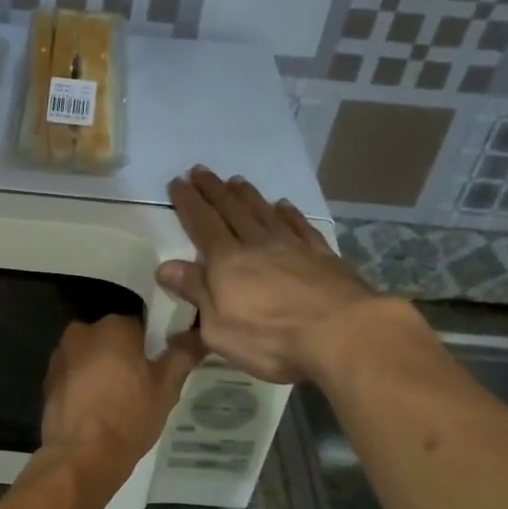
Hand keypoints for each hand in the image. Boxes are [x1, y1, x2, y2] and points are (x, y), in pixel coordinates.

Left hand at [40, 315, 202, 475]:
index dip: (154, 346)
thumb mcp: (167, 387)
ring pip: (92, 357)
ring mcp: (60, 356)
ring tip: (120, 402)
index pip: (141, 325)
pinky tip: (98, 411)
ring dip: (104, 371)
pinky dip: (86, 387)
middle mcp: (82, 331)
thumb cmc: (129, 416)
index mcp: (113, 326)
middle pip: (112, 339)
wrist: (81, 456)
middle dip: (126, 357)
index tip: (161, 368)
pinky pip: (75, 376)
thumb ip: (183, 354)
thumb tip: (198, 334)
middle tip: (143, 387)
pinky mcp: (48, 381)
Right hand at [156, 167, 389, 383]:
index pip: (202, 225)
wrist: (342, 334)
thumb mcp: (218, 327)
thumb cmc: (270, 338)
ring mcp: (293, 248)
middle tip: (201, 171)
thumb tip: (165, 267)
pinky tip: (284, 205)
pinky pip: (301, 227)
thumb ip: (195, 292)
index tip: (178, 182)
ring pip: (264, 213)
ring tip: (236, 180)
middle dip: (214, 190)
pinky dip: (289, 214)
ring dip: (248, 196)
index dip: (188, 203)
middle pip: (232, 211)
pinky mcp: (323, 257)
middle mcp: (258, 245)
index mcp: (227, 262)